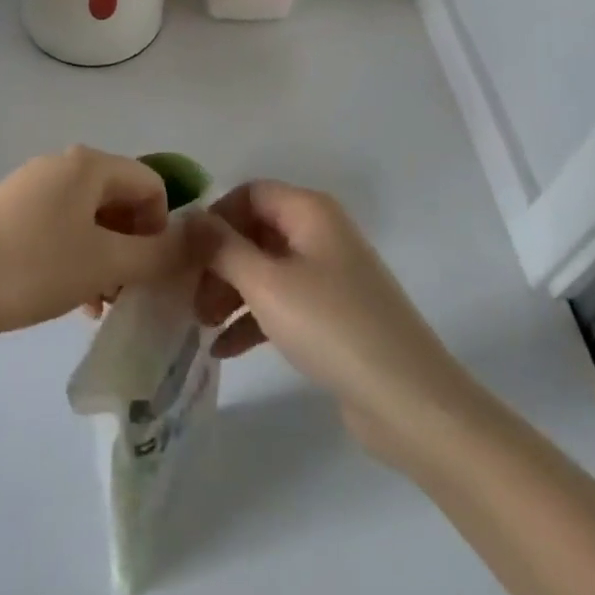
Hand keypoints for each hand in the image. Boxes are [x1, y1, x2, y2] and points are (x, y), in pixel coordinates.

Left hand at [0, 146, 189, 343]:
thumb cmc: (31, 269)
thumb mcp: (103, 264)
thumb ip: (156, 254)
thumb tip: (195, 243)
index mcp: (89, 165)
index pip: (151, 184)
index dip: (161, 228)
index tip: (150, 271)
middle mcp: (63, 164)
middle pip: (120, 199)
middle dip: (133, 245)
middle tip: (127, 291)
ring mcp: (33, 186)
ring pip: (91, 217)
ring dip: (106, 255)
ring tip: (100, 301)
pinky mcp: (12, 211)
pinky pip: (62, 227)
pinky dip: (77, 256)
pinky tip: (72, 296)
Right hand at [192, 181, 468, 460]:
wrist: (409, 401)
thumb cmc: (332, 327)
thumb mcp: (267, 283)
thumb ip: (222, 247)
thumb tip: (190, 218)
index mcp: (310, 211)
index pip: (250, 193)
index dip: (215, 217)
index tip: (185, 254)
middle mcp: (321, 233)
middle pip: (255, 231)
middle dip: (219, 260)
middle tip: (189, 296)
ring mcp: (329, 275)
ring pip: (266, 269)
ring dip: (231, 291)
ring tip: (200, 325)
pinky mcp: (333, 315)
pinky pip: (282, 302)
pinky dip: (253, 319)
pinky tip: (223, 350)